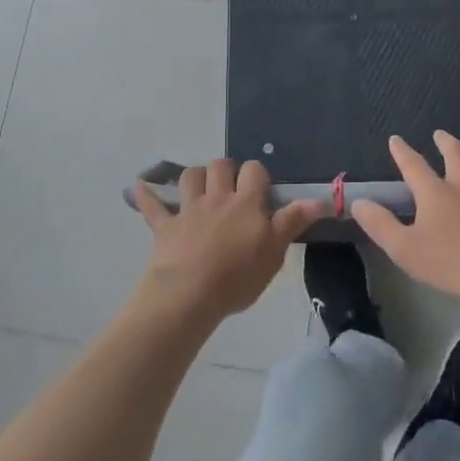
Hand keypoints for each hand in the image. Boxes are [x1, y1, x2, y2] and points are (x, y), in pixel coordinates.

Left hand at [133, 160, 324, 323]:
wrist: (189, 294)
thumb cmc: (237, 276)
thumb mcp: (274, 252)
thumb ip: (293, 221)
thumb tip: (320, 198)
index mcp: (246, 203)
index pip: (254, 171)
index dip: (257, 175)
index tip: (260, 189)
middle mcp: (217, 198)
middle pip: (221, 166)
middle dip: (226, 170)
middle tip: (231, 189)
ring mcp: (188, 209)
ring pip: (191, 176)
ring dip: (196, 176)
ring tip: (201, 187)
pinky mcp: (165, 226)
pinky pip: (153, 205)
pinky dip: (146, 194)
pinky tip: (139, 186)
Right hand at [353, 133, 459, 307]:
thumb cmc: (446, 263)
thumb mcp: (402, 248)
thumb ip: (379, 224)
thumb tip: (358, 202)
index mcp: (434, 192)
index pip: (413, 165)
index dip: (402, 151)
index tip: (396, 140)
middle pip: (456, 155)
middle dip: (447, 142)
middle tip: (442, 135)